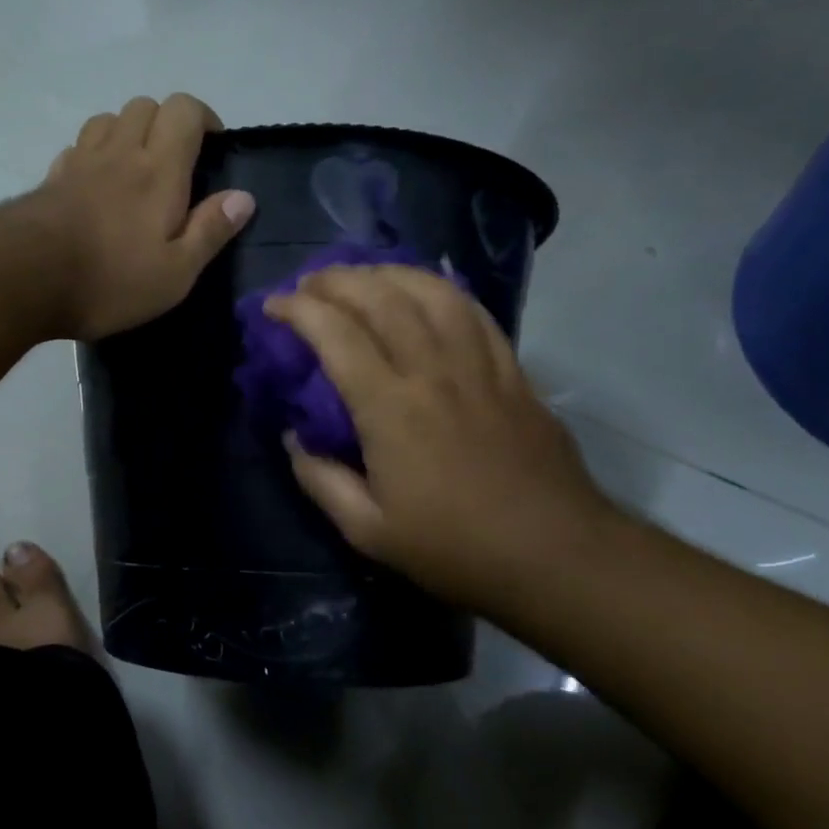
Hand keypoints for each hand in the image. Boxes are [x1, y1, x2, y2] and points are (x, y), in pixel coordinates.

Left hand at [30, 95, 255, 339]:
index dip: (203, 118)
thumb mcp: (175, 272)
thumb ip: (210, 231)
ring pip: (107, 119)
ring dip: (127, 132)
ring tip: (135, 169)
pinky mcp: (51, 179)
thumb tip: (243, 197)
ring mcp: (80, 162)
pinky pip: (77, 148)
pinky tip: (95, 185)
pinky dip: (93, 154)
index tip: (213, 147)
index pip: (184, 109)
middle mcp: (120, 152)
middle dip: (166, 123)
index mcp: (159, 170)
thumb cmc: (110, 280)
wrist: (25, 278)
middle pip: (144, 105)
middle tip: (175, 163)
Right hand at [265, 265, 617, 611]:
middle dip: (337, 279)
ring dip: (389, 273)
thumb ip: (320, 480)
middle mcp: (434, 371)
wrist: (555, 555)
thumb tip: (294, 439)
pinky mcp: (513, 372)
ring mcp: (480, 366)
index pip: (336, 334)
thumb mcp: (367, 531)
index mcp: (391, 408)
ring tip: (362, 276)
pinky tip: (426, 292)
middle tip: (309, 283)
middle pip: (382, 298)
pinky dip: (441, 290)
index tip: (273, 305)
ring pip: (432, 292)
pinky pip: (474, 312)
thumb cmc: (454, 547)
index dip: (298, 310)